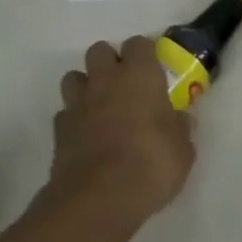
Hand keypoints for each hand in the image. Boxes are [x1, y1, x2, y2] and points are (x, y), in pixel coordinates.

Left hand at [50, 36, 194, 232]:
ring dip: (86, 86)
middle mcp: (105, 80)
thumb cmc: (151, 164)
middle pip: (100, 50)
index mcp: (139, 75)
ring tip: (101, 107)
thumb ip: (180, 129)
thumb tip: (181, 120)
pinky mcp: (59, 130)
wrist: (99, 198)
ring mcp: (78, 103)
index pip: (138, 43)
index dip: (145, 54)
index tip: (153, 70)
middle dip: (110, 62)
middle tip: (125, 85)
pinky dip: (74, 119)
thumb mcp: (183, 150)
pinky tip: (86, 136)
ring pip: (74, 77)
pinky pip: (65, 113)